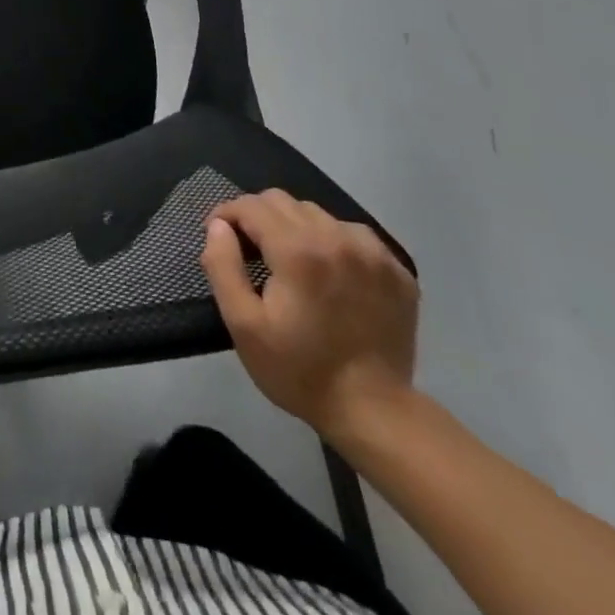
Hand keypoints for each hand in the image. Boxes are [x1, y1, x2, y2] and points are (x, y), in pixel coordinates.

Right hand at [201, 190, 418, 442]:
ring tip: (290, 261)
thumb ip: (222, 265)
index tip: (219, 236)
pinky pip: (352, 234)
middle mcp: (337, 238)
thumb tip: (218, 226)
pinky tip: (329, 271)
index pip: (251, 205)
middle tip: (250, 250)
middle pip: (283, 201)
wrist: (375, 413)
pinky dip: (331, 241)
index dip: (227, 214)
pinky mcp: (396, 270)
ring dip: (294, 227)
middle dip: (258, 217)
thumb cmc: (299, 370)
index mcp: (298, 250)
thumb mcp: (243, 324)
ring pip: (317, 214)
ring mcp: (373, 253)